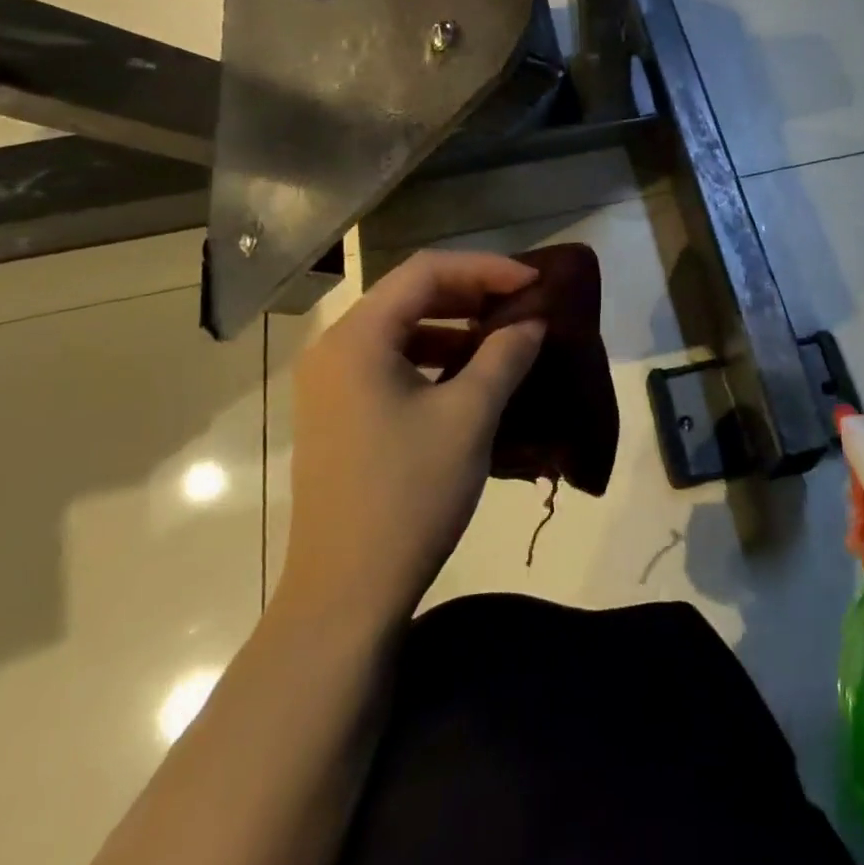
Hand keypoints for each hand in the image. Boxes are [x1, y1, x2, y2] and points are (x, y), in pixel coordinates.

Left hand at [277, 251, 545, 630]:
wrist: (345, 595)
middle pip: (409, 294)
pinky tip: (469, 376)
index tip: (533, 283)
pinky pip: (390, 362)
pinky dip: (433, 357)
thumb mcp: (469, 417)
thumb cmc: (408, 495)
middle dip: (470, 293)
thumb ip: (504, 356)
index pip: (426, 271)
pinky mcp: (339, 414)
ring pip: (400, 329)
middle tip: (522, 303)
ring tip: (502, 336)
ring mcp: (330, 384)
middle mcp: (334, 349)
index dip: (485, 269)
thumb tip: (533, 322)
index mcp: (357, 339)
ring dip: (453, 325)